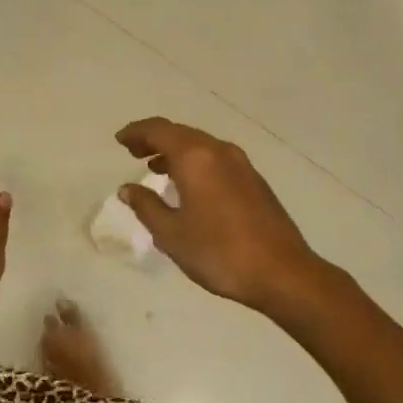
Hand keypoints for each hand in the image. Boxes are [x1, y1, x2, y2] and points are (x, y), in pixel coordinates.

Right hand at [115, 117, 331, 314]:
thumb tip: (127, 189)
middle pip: (181, 133)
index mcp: (196, 157)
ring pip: (200, 145)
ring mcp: (241, 164)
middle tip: (133, 151)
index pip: (159, 130)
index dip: (136, 132)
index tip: (120, 140)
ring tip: (155, 168)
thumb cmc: (219, 253)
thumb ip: (146, 206)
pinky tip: (188, 185)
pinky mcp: (254, 180)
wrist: (282, 272)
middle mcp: (219, 151)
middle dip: (155, 139)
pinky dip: (195, 162)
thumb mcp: (172, 234)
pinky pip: (215, 159)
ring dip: (175, 151)